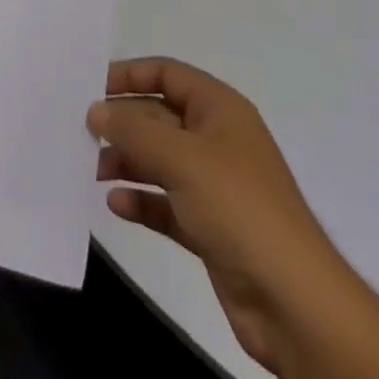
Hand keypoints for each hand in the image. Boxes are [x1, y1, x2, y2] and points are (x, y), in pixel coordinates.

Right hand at [89, 57, 347, 372]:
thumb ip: (133, 128)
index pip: (168, 74)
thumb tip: (96, 110)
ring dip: (127, 162)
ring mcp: (215, 186)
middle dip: (123, 123)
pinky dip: (141, 200)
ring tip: (93, 170)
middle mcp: (217, 140)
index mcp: (220, 110)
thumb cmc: (239, 209)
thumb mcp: (181, 157)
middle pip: (160, 116)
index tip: (91, 88)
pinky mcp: (210, 228)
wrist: (295, 305)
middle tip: (82, 133)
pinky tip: (116, 205)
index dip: (130, 75)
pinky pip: (166, 203)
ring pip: (160, 160)